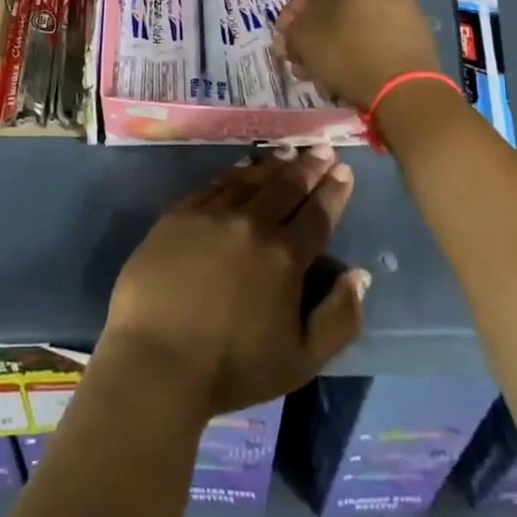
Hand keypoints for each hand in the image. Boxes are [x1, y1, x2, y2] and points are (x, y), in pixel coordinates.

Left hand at [102, 149, 367, 417]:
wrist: (157, 358)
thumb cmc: (232, 368)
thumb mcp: (302, 360)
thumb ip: (339, 318)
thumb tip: (360, 275)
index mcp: (284, 258)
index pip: (317, 215)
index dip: (333, 191)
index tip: (343, 169)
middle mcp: (251, 225)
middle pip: (285, 187)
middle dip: (308, 167)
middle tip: (321, 149)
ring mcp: (212, 214)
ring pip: (250, 180)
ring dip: (273, 164)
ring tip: (288, 151)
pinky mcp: (180, 214)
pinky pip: (214, 184)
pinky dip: (234, 172)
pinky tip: (242, 167)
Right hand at [273, 0, 440, 111]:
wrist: (405, 89)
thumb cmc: (346, 52)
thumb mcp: (302, 40)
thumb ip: (290, 33)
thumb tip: (291, 37)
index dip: (290, 15)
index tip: (283, 39)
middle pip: (335, 7)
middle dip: (314, 34)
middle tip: (300, 59)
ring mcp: (406, 7)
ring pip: (357, 25)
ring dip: (335, 46)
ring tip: (321, 74)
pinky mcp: (420, 35)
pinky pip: (379, 39)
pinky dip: (361, 53)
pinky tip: (348, 77)